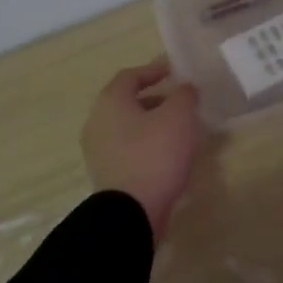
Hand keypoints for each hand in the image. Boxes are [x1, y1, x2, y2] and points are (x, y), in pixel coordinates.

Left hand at [81, 57, 203, 240]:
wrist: (131, 212)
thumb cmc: (154, 155)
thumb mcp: (178, 117)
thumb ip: (184, 95)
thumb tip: (185, 88)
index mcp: (110, 102)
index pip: (130, 76)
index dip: (153, 70)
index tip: (175, 71)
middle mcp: (98, 122)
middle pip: (127, 102)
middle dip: (155, 98)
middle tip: (180, 101)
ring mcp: (99, 151)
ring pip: (128, 127)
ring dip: (152, 123)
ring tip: (180, 129)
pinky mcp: (107, 174)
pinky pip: (129, 149)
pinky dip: (148, 145)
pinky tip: (169, 155)